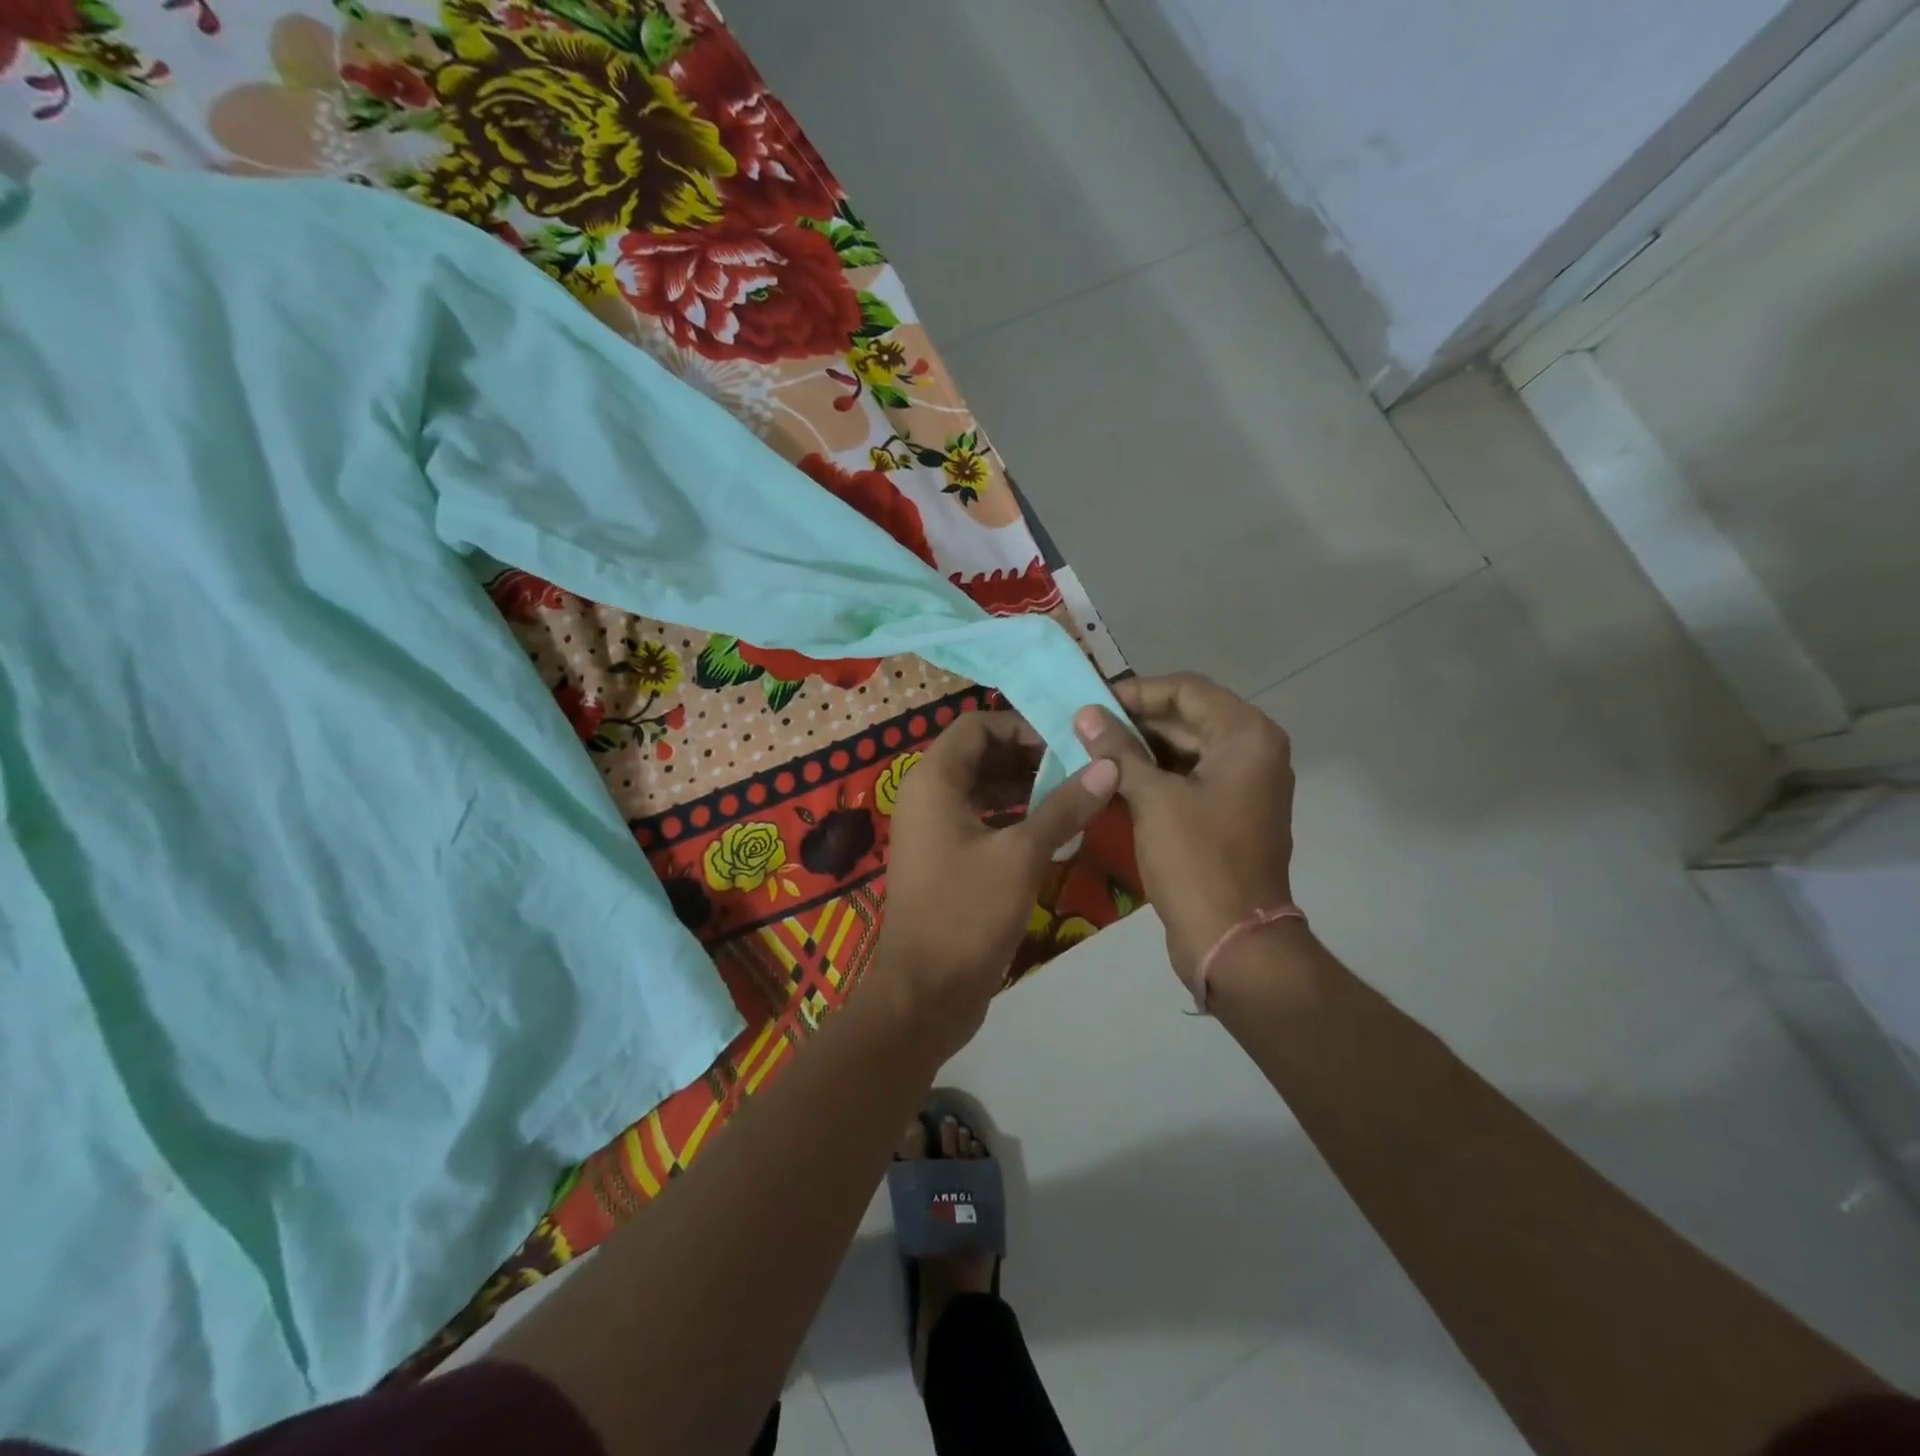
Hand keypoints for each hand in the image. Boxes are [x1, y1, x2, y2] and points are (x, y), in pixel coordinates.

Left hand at [875, 711, 1118, 1058]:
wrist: (925, 993)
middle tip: (1078, 767)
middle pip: (979, 754)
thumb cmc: (967, 913)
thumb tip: (1108, 765)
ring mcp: (932, 829)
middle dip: (1028, 756)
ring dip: (1024, 787)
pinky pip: (979, 820)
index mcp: (934, 781)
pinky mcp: (944, 859)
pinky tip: (1052, 830)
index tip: (1066, 742)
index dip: (1021, 726)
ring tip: (1074, 794)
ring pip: (981, 789)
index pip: (976, 725)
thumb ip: (1064, 806)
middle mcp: (926, 796)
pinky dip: (1013, 817)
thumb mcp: (1022, 855)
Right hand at [1072, 673, 1295, 990]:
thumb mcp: (1153, 798)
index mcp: (1247, 736)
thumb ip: (1118, 750)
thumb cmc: (1197, 860)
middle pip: (1187, 718)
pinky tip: (1111, 781)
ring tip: (1089, 751)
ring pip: (1184, 749)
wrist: (1232, 941)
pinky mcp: (1227, 813)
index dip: (1136, 692)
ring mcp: (1242, 784)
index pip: (1187, 690)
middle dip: (1134, 722)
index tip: (1092, 702)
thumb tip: (1085, 713)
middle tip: (1082, 727)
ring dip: (1139, 749)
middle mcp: (1253, 751)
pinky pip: (1187, 778)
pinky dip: (1152, 776)